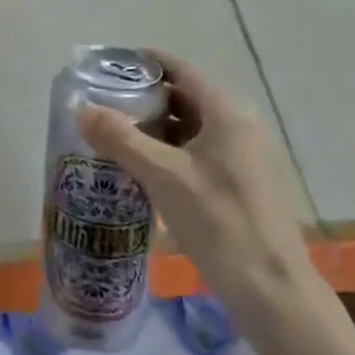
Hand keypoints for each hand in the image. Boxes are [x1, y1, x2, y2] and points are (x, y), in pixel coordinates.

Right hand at [76, 50, 313, 311]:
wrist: (273, 293)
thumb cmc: (220, 223)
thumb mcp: (164, 177)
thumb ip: (121, 139)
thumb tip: (81, 109)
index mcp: (226, 114)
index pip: (182, 69)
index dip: (147, 61)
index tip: (110, 64)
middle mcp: (236, 127)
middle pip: (184, 97)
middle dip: (143, 97)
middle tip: (102, 104)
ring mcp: (239, 158)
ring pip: (188, 129)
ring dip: (152, 128)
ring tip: (111, 134)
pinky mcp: (236, 185)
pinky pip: (194, 154)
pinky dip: (166, 153)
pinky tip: (138, 169)